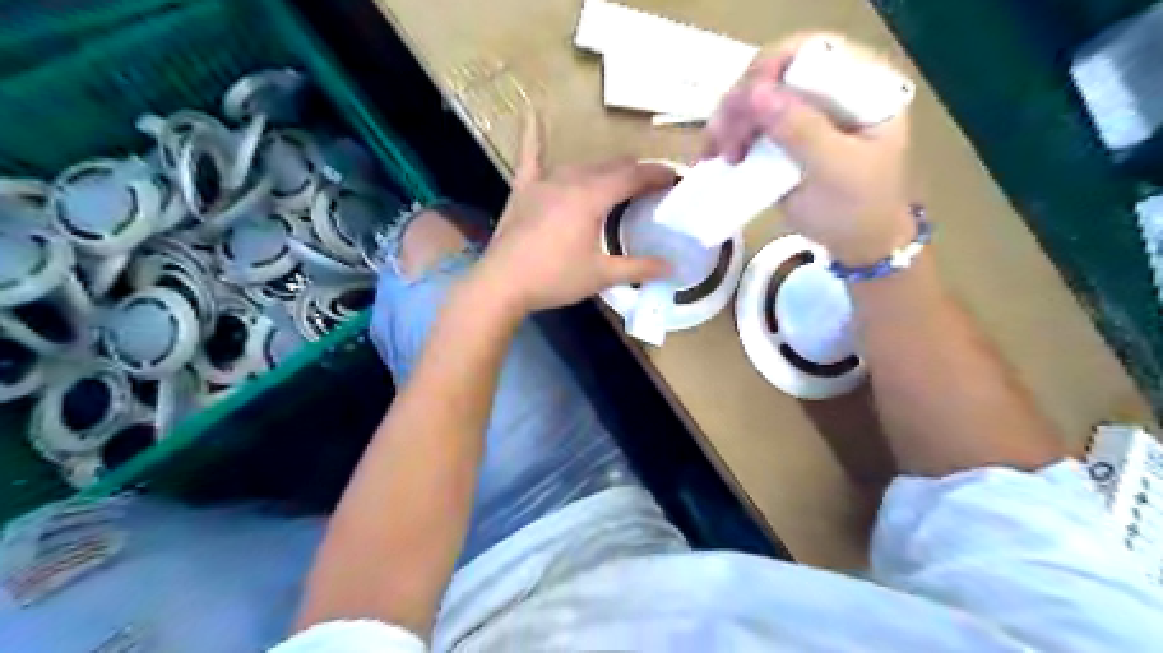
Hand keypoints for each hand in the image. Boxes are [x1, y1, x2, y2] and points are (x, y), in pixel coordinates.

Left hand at [469, 112, 678, 314]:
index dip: (657, 175)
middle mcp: (570, 180)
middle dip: (634, 172)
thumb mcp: (601, 275)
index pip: (633, 176)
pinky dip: (533, 137)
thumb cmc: (555, 278)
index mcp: (592, 197)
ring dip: (604, 169)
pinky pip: (530, 157)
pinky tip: (531, 113)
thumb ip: (639, 268)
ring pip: (582, 165)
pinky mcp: (523, 190)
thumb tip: (672, 267)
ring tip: (618, 179)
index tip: (674, 179)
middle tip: (651, 187)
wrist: (503, 284)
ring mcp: (543, 182)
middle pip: (610, 166)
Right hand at [703, 33, 911, 264]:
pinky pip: (749, 124)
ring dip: (729, 121)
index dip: (771, 69)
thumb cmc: (857, 209)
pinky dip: (728, 136)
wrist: (857, 244)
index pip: (811, 51)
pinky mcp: (784, 135)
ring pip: (754, 98)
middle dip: (742, 103)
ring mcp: (804, 112)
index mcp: (861, 85)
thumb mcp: (835, 170)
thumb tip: (756, 93)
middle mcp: (831, 90)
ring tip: (717, 154)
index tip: (744, 104)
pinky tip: (716, 155)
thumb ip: (802, 131)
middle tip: (722, 140)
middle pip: (774, 74)